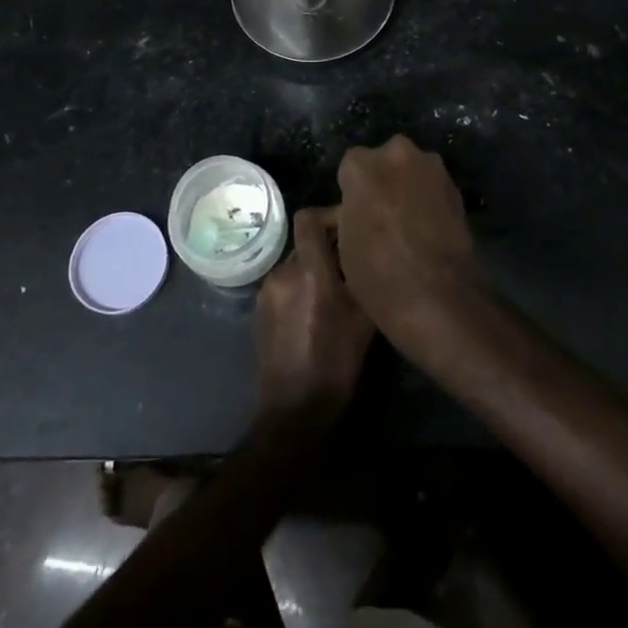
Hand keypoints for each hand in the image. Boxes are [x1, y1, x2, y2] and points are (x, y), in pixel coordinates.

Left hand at [254, 206, 373, 430]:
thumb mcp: (365, 321)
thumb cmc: (336, 364)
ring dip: (314, 269)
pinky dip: (300, 287)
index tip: (350, 229)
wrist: (293, 412)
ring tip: (336, 291)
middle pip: (305, 242)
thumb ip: (364, 278)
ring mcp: (266, 292)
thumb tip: (370, 252)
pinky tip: (315, 312)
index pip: (308, 218)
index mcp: (309, 272)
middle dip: (327, 248)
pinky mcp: (258, 310)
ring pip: (295, 264)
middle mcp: (283, 273)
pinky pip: (283, 284)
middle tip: (351, 265)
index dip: (329, 215)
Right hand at [334, 136, 479, 348]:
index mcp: (361, 165)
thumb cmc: (378, 274)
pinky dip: (429, 200)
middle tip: (382, 215)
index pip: (349, 168)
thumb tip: (359, 207)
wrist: (438, 295)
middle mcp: (396, 152)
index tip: (356, 214)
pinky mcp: (455, 185)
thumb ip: (350, 211)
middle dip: (382, 181)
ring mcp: (430, 166)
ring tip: (409, 223)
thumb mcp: (344, 244)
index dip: (352, 192)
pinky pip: (433, 186)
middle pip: (383, 161)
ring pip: (411, 170)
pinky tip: (428, 228)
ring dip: (408, 187)